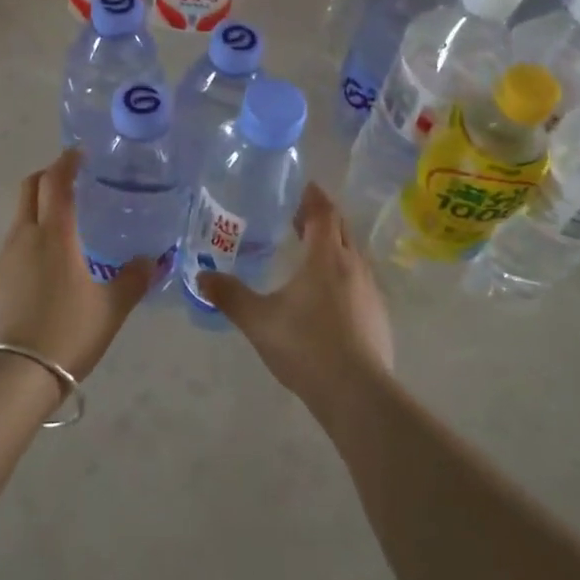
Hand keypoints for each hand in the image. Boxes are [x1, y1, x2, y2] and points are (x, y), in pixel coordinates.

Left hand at [0, 150, 152, 379]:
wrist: (15, 375)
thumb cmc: (68, 333)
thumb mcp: (111, 309)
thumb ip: (134, 280)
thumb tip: (153, 260)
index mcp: (54, 235)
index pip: (56, 182)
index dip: (67, 162)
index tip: (80, 153)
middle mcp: (23, 238)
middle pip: (29, 189)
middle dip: (47, 177)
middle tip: (70, 183)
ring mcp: (1, 260)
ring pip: (19, 221)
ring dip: (38, 214)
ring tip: (64, 235)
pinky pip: (11, 253)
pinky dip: (28, 249)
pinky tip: (44, 278)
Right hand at [198, 182, 393, 414]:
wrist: (357, 393)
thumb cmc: (306, 345)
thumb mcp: (258, 320)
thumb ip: (230, 296)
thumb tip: (201, 278)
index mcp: (325, 257)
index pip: (324, 213)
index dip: (314, 198)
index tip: (305, 187)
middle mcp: (353, 266)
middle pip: (342, 229)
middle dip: (323, 218)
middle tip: (300, 217)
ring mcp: (371, 292)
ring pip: (353, 255)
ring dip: (335, 246)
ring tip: (311, 254)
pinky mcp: (378, 316)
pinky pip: (360, 281)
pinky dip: (343, 274)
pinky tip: (328, 296)